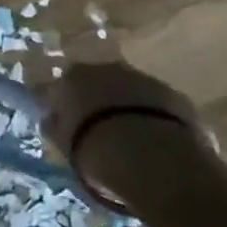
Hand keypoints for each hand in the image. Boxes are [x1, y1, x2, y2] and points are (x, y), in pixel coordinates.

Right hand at [44, 61, 212, 210]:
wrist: (155, 158)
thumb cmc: (97, 152)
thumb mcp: (66, 146)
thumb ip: (56, 128)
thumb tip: (52, 119)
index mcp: (73, 78)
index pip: (62, 86)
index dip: (65, 106)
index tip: (68, 126)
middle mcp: (106, 68)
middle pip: (98, 83)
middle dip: (98, 102)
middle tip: (101, 132)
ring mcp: (142, 78)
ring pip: (129, 91)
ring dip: (128, 108)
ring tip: (132, 140)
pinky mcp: (174, 94)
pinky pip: (157, 104)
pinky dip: (154, 117)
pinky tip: (157, 142)